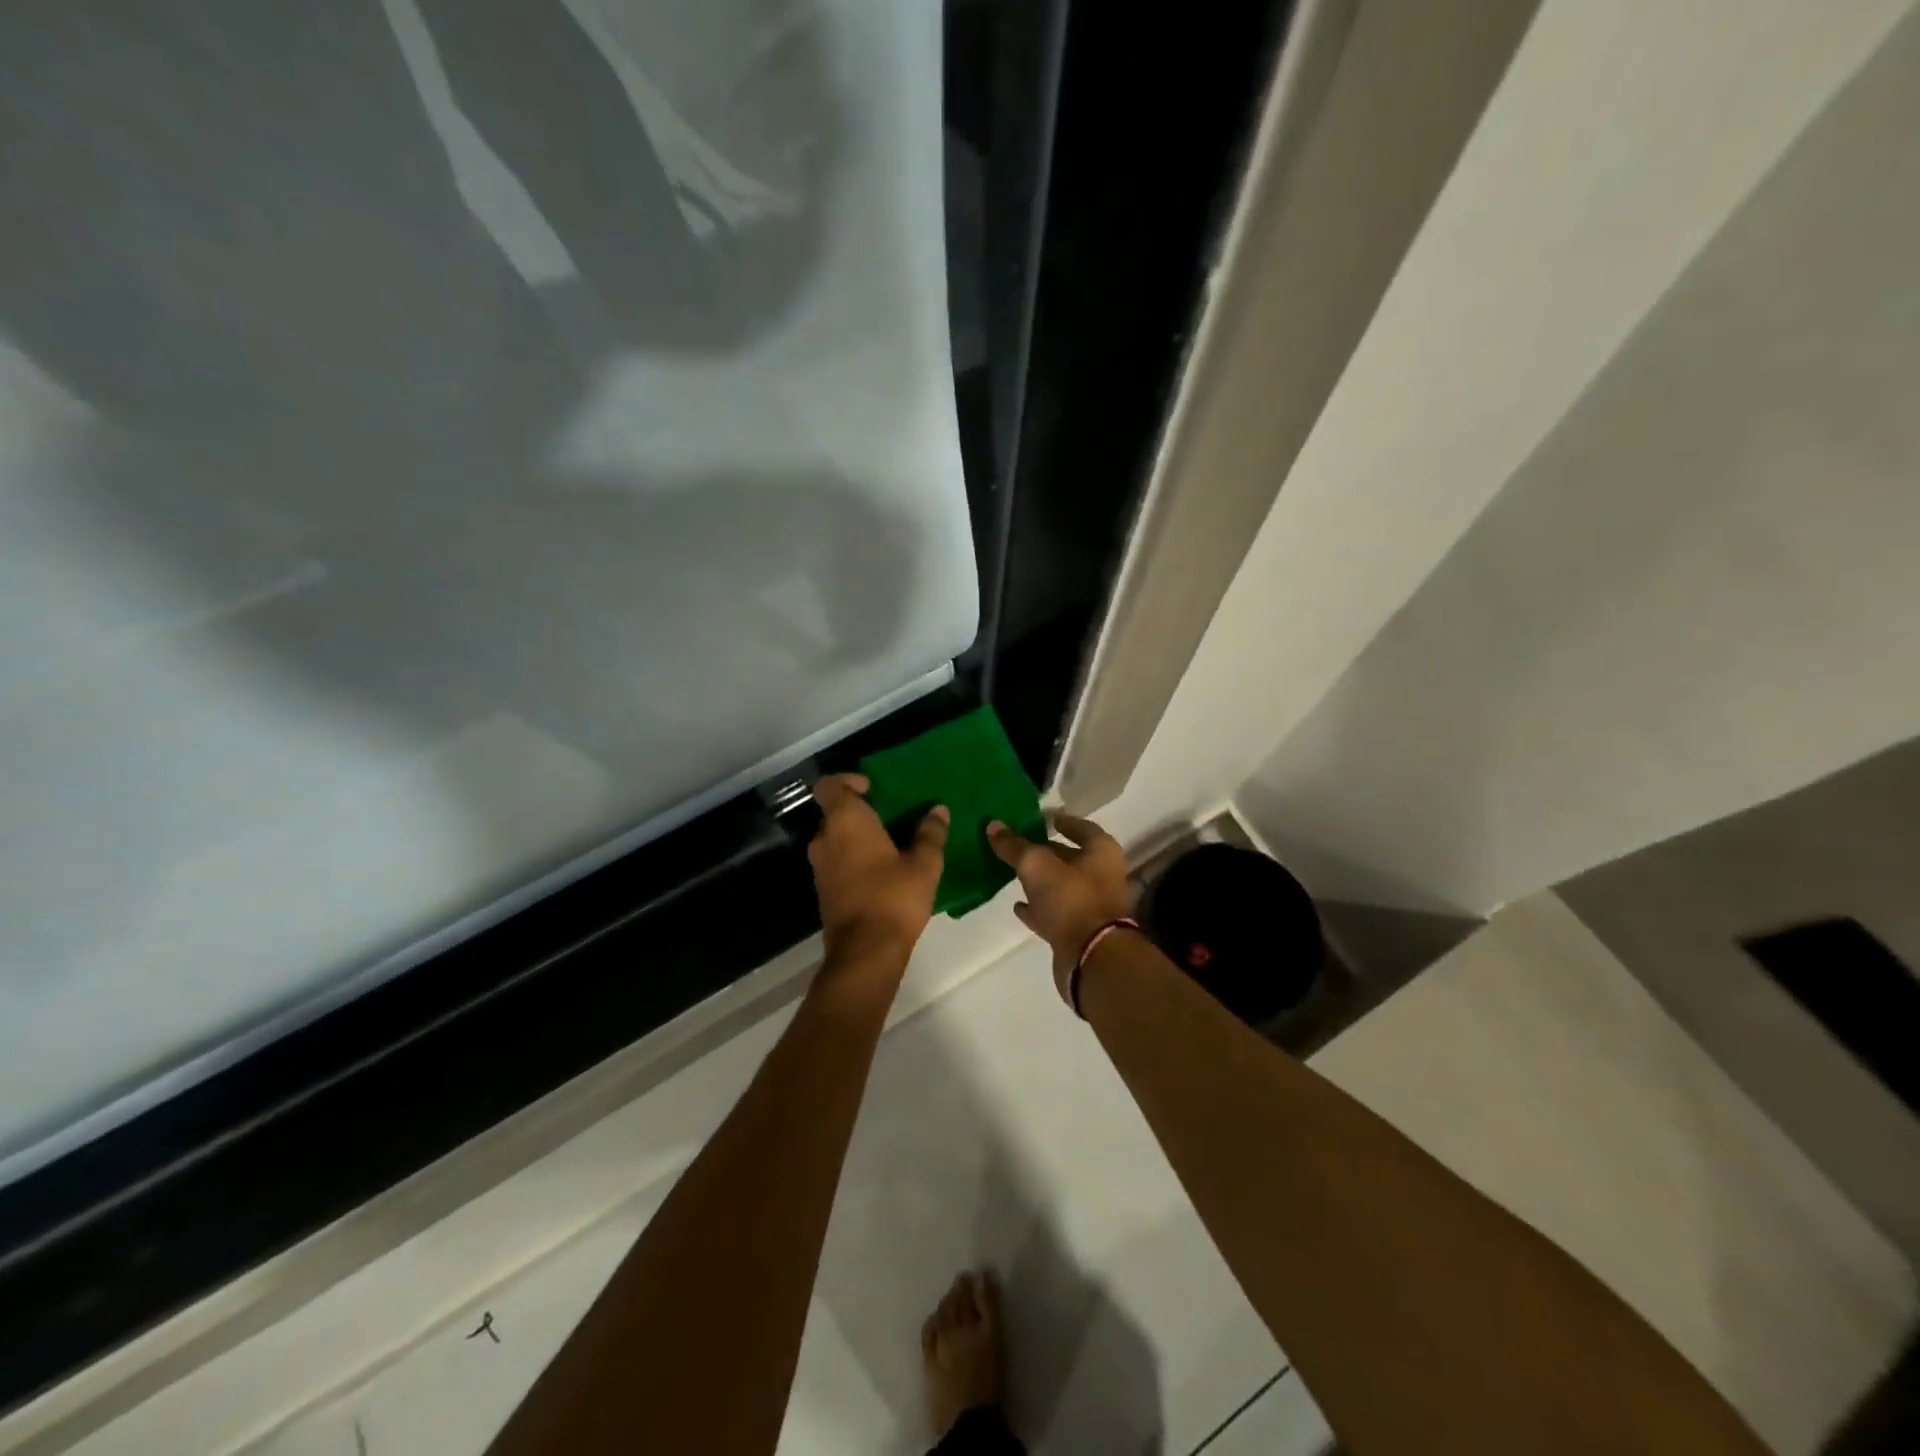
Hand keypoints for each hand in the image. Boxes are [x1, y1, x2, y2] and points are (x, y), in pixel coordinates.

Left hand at [808, 774, 948, 969]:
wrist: (865, 952)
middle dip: (861, 812)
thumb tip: (938, 811)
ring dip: (858, 838)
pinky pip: (837, 862)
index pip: (830, 785)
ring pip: (836, 839)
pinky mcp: (823, 891)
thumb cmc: (894, 897)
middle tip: (893, 818)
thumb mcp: (924, 864)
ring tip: (892, 846)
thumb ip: (930, 834)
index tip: (874, 789)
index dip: (848, 781)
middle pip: (835, 813)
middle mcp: (825, 838)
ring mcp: (820, 867)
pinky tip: (882, 873)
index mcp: (845, 821)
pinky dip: (854, 860)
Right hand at [987, 814, 1133, 994]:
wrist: (1091, 958)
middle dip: (1046, 851)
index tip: (1041, 817)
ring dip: (1040, 881)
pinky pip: (1055, 914)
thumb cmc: (1071, 898)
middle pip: (1070, 857)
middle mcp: (1101, 876)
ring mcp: (1091, 906)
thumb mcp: (1036, 865)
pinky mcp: (1078, 932)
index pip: (1081, 827)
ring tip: (1012, 873)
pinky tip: (1017, 905)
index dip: (1061, 821)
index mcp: (1101, 852)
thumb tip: (993, 825)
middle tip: (1018, 844)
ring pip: (1061, 887)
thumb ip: (1014, 846)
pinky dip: (1038, 908)